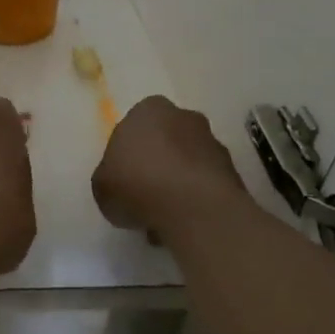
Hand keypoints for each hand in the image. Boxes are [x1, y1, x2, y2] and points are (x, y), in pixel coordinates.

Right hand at [92, 96, 249, 239]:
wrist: (193, 207)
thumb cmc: (137, 184)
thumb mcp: (101, 185)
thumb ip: (109, 178)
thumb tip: (119, 184)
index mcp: (148, 110)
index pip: (134, 127)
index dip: (127, 155)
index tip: (123, 179)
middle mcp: (184, 117)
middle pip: (165, 141)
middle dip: (157, 165)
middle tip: (144, 196)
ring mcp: (213, 143)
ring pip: (188, 163)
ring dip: (178, 184)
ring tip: (164, 218)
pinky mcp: (233, 171)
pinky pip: (206, 184)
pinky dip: (196, 200)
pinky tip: (184, 223)